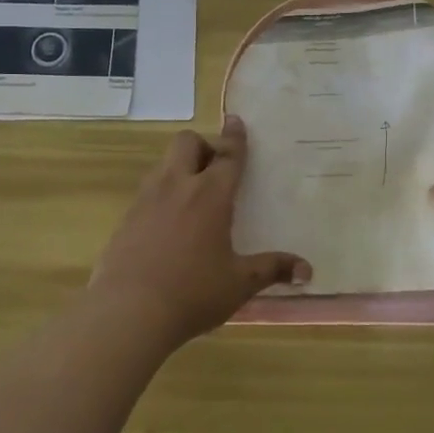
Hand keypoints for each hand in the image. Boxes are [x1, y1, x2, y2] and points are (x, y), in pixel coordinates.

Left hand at [90, 116, 310, 347]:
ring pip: (163, 164)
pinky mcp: (126, 219)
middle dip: (202, 146)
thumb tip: (307, 270)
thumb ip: (272, 269)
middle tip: (214, 171)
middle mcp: (177, 187)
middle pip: (186, 143)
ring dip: (180, 169)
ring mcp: (146, 200)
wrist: (127, 312)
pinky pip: (147, 192)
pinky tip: (167, 227)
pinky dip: (161, 195)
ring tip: (192, 199)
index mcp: (210, 195)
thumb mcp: (239, 283)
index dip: (235, 137)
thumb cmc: (193, 293)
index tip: (236, 120)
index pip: (228, 155)